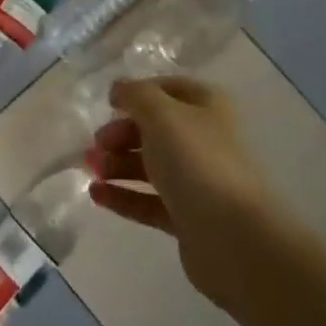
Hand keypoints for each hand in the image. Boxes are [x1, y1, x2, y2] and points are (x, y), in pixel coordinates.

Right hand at [89, 76, 283, 311]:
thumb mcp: (161, 113)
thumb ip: (135, 94)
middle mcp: (204, 140)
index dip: (137, 93)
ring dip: (117, 165)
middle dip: (121, 134)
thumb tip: (119, 89)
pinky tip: (95, 195)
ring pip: (150, 166)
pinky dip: (122, 196)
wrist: (234, 237)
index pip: (167, 90)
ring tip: (91, 171)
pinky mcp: (187, 217)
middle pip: (154, 130)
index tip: (109, 105)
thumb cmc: (196, 160)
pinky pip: (148, 200)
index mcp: (206, 107)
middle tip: (96, 144)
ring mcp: (197, 181)